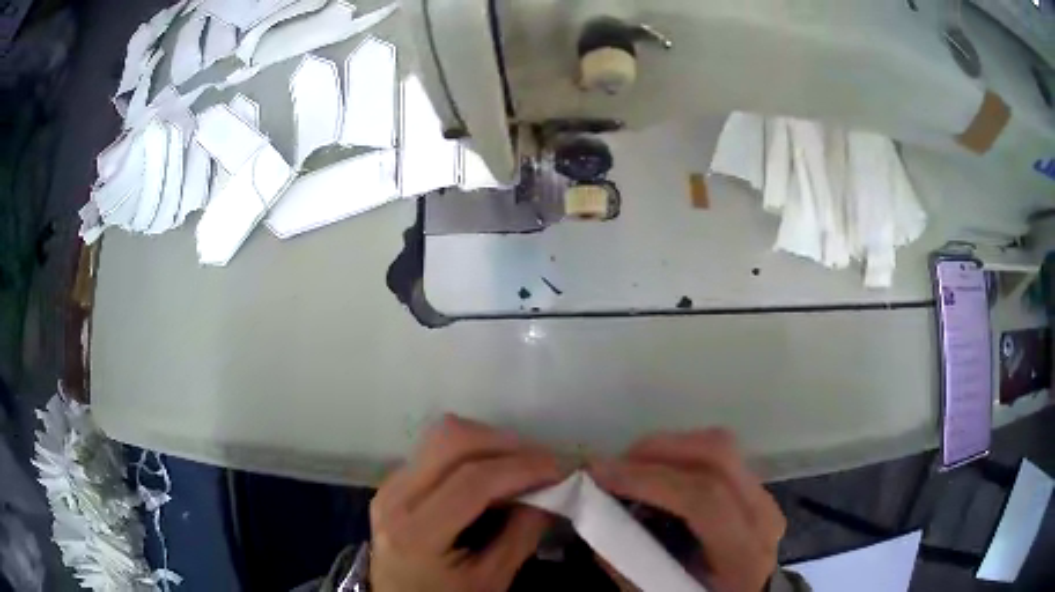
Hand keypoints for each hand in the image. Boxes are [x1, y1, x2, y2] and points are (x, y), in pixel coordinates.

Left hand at [369, 415, 565, 591]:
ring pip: (442, 435)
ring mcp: (389, 485)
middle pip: (451, 440)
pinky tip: (495, 475)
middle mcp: (395, 497)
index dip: (523, 468)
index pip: (472, 481)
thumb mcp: (490, 581)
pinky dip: (474, 452)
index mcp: (416, 534)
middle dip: (506, 444)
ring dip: (490, 443)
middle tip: (543, 465)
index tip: (561, 470)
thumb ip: (521, 536)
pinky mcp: (394, 481)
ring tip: (523, 468)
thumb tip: (552, 492)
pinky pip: (436, 450)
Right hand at [590, 429, 785, 591]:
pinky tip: (655, 478)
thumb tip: (591, 510)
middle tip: (610, 466)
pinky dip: (680, 457)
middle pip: (717, 456)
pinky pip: (717, 457)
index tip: (599, 475)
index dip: (649, 479)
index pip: (704, 498)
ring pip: (718, 447)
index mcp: (744, 554)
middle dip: (656, 451)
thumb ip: (626, 559)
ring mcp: (763, 498)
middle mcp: (762, 516)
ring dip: (667, 450)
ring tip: (628, 471)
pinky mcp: (755, 490)